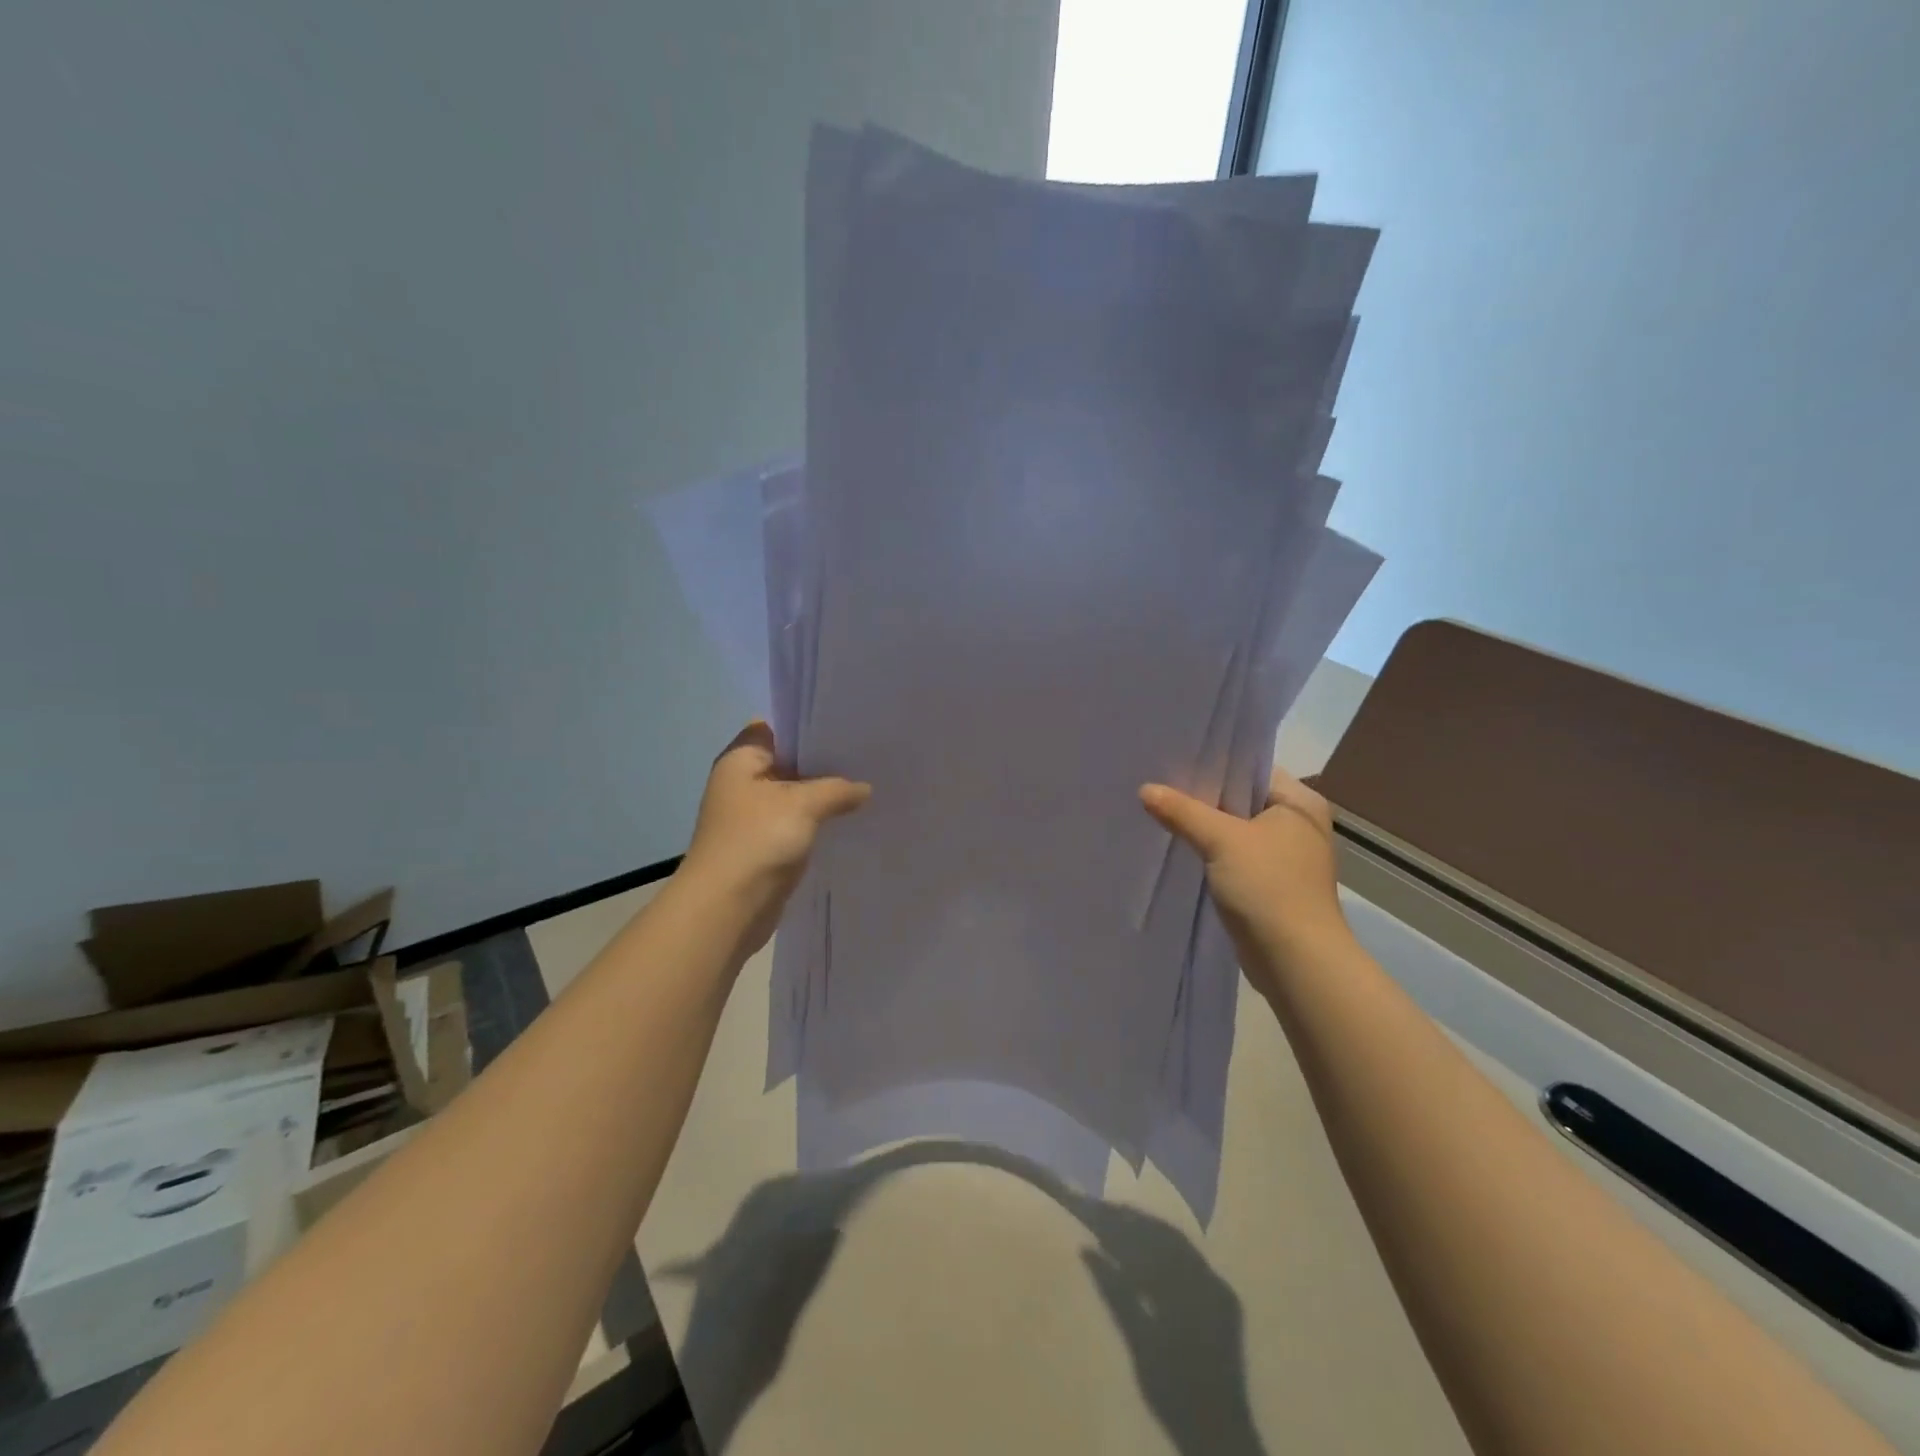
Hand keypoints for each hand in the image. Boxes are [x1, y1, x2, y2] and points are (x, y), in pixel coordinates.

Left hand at [682, 722, 870, 951]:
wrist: (727, 908)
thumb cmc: (758, 841)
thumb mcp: (804, 804)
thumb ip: (837, 789)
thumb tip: (864, 788)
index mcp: (741, 760)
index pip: (776, 728)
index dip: (808, 726)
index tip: (846, 726)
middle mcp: (744, 783)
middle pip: (790, 762)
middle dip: (825, 762)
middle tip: (868, 756)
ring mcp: (754, 816)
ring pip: (797, 795)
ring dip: (825, 795)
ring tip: (869, 785)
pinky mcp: (766, 845)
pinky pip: (798, 823)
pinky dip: (819, 822)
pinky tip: (851, 819)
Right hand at [1139, 769, 1349, 992]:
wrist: (1296, 961)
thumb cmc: (1268, 887)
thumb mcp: (1221, 841)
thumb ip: (1183, 811)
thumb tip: (1146, 789)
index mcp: (1299, 803)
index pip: (1251, 768)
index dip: (1214, 763)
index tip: (1174, 759)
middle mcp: (1297, 824)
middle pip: (1240, 799)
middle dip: (1202, 796)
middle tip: (1160, 784)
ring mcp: (1285, 856)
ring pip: (1235, 829)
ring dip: (1204, 826)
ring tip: (1161, 812)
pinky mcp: (1270, 883)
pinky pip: (1233, 856)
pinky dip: (1210, 852)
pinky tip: (1179, 847)